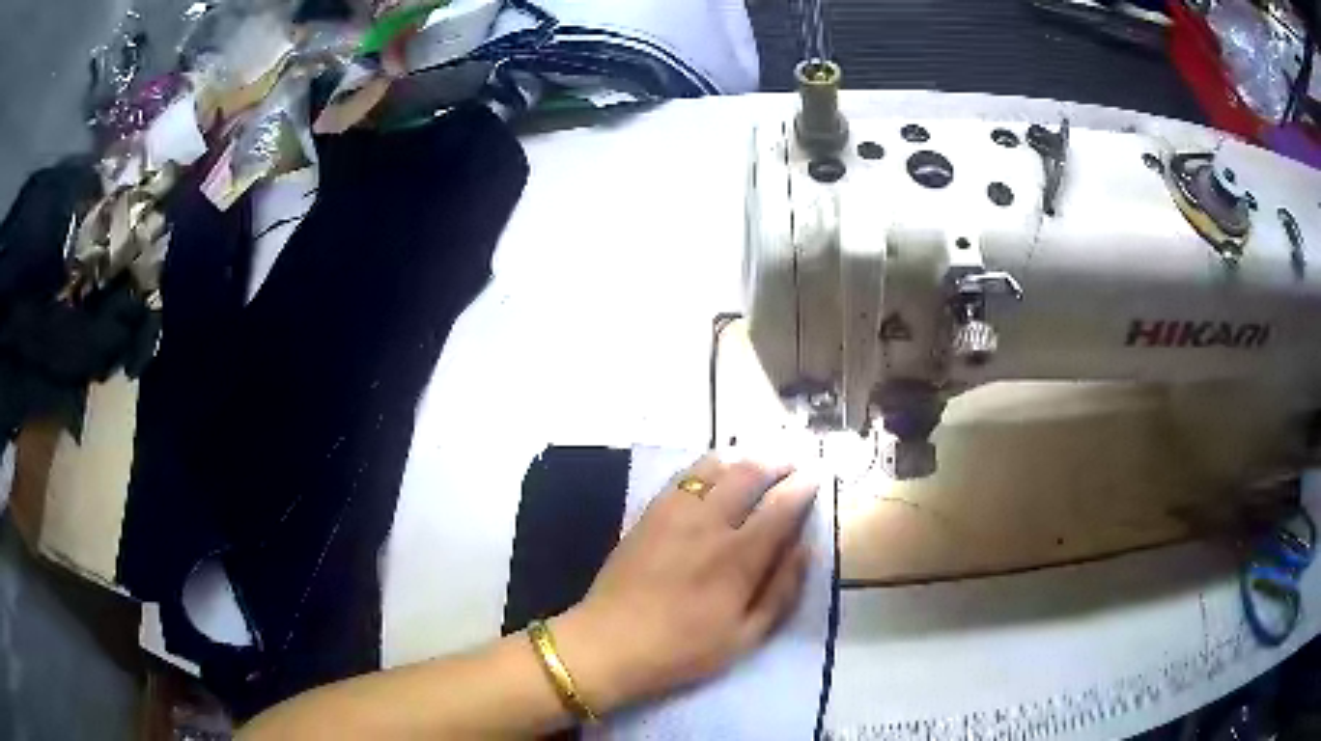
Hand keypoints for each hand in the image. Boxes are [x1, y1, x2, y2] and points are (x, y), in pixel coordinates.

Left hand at [551, 452, 818, 713]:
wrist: (609, 643)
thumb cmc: (683, 649)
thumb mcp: (746, 637)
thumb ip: (782, 590)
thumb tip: (806, 549)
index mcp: (738, 557)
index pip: (780, 507)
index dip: (802, 487)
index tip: (816, 477)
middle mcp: (709, 524)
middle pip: (749, 475)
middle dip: (776, 463)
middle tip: (792, 464)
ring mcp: (674, 514)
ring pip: (715, 468)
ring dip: (743, 459)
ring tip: (758, 462)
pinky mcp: (649, 514)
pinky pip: (683, 477)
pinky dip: (707, 467)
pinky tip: (715, 472)